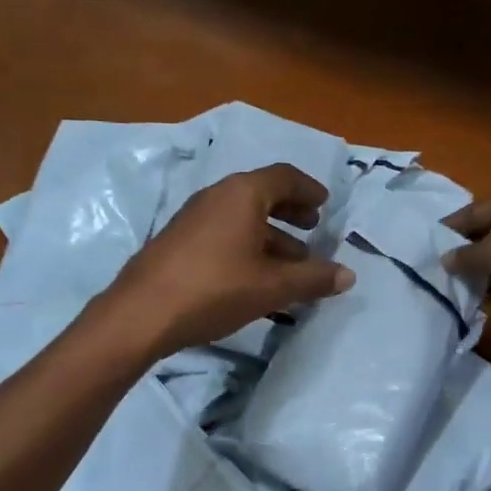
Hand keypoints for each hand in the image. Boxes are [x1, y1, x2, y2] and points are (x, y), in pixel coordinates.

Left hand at [99, 164, 355, 360]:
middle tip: (312, 227)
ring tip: (291, 263)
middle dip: (290, 212)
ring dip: (270, 236)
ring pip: (241, 219)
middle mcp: (216, 196)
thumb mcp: (272, 286)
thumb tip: (348, 275)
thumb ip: (313, 279)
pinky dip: (246, 246)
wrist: (142, 313)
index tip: (324, 204)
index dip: (308, 190)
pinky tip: (255, 278)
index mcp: (242, 194)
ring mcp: (192, 218)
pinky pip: (223, 234)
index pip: (284, 177)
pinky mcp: (178, 242)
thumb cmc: (215, 289)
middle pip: (261, 194)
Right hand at [442, 196, 490, 330]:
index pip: (474, 211)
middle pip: (486, 236)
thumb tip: (445, 258)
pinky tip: (473, 302)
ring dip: (477, 274)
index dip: (450, 226)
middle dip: (462, 252)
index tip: (426, 243)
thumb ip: (467, 255)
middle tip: (433, 269)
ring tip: (447, 288)